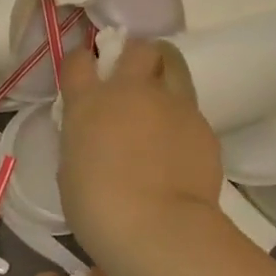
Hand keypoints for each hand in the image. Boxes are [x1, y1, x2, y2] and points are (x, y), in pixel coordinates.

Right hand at [58, 39, 224, 256]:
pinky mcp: (203, 125)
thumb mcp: (72, 169)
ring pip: (174, 66)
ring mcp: (172, 105)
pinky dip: (182, 121)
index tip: (86, 73)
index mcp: (89, 103)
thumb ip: (83, 141)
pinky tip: (179, 149)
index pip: (79, 61)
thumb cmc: (97, 207)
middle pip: (139, 48)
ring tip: (161, 105)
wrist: (156, 227)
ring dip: (165, 76)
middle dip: (137, 56)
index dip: (82, 62)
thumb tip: (96, 137)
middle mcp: (132, 91)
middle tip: (134, 78)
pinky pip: (191, 111)